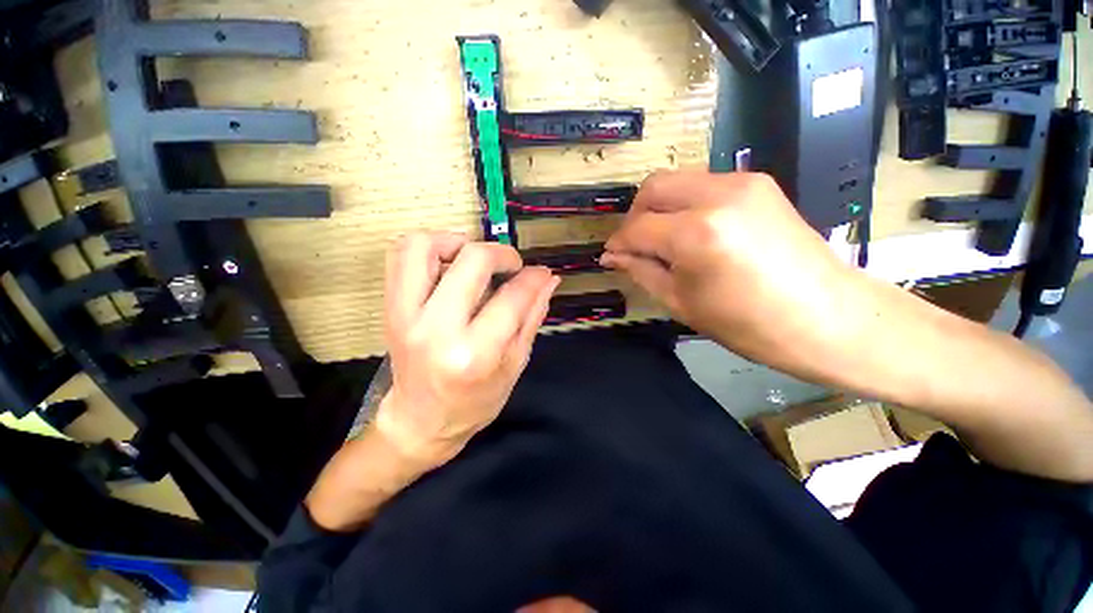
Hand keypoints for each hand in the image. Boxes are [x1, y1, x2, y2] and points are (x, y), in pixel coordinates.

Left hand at [378, 232, 559, 469]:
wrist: (420, 422)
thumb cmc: (474, 403)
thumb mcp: (515, 365)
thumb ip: (532, 316)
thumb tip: (548, 279)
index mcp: (475, 353)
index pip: (512, 296)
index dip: (533, 278)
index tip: (540, 274)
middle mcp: (436, 329)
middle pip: (472, 260)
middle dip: (502, 254)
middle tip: (511, 266)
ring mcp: (406, 315)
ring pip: (424, 246)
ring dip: (457, 242)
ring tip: (474, 260)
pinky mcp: (390, 308)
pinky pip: (399, 255)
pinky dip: (428, 247)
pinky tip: (448, 264)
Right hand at [602, 170, 856, 371]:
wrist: (826, 316)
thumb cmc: (747, 323)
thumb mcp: (681, 302)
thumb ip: (641, 270)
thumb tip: (613, 256)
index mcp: (696, 234)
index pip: (637, 228)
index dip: (619, 243)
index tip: (612, 256)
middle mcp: (717, 196)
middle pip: (653, 187)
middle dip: (635, 215)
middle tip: (635, 244)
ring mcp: (742, 183)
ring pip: (677, 181)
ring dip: (660, 208)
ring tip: (663, 239)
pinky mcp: (758, 183)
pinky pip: (703, 184)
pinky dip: (686, 203)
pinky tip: (692, 231)